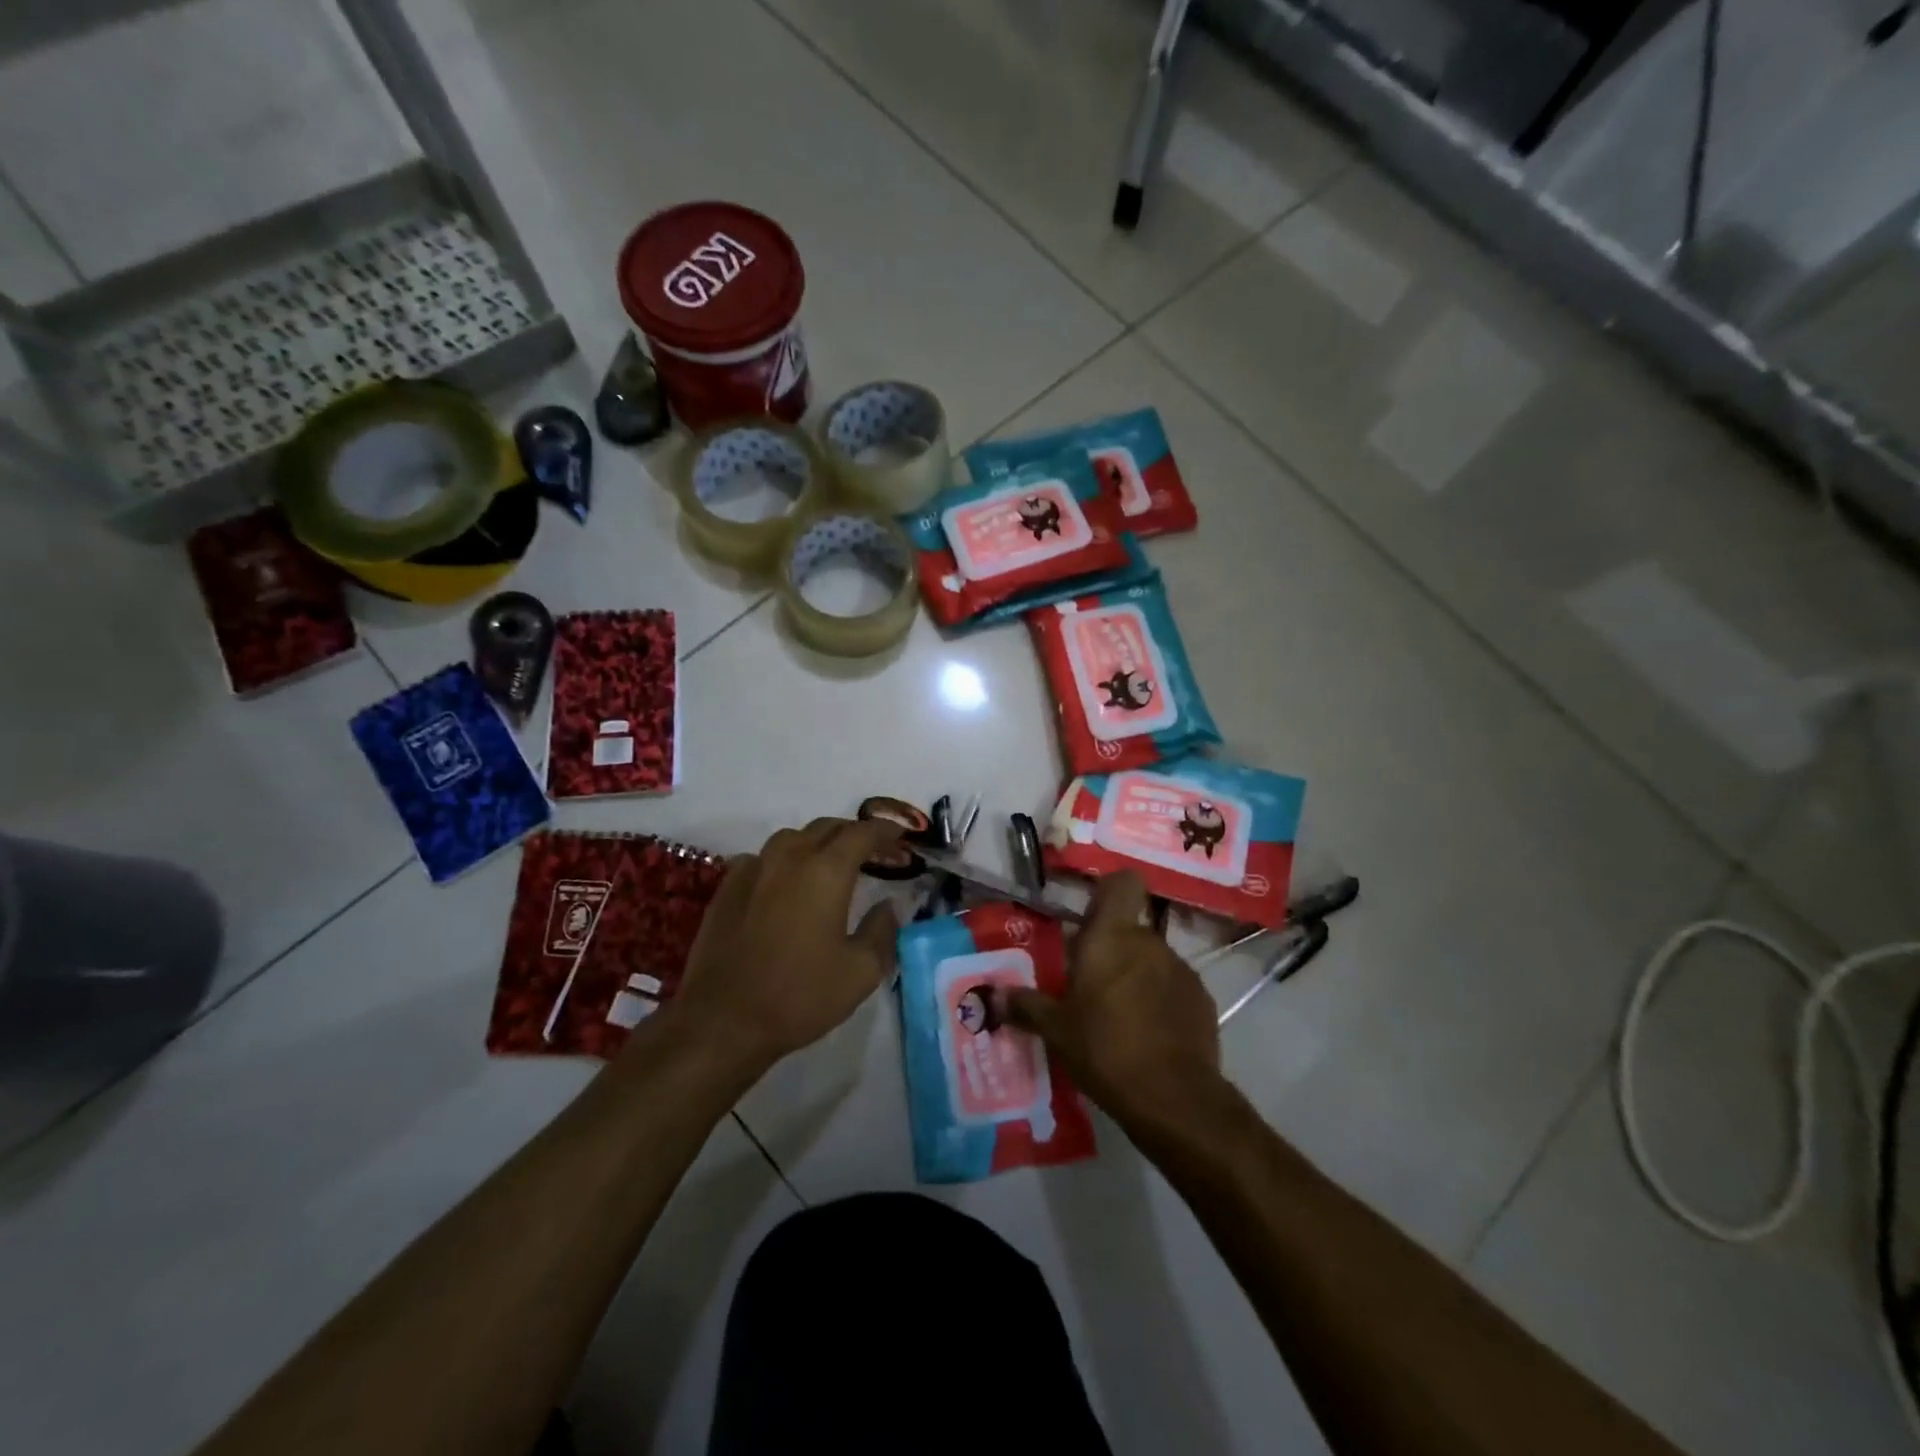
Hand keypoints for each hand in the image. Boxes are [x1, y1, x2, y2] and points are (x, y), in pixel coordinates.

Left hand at [665, 817, 902, 1075]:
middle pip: (827, 828)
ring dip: (818, 842)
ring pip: (792, 837)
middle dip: (854, 834)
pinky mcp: (727, 888)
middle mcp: (789, 858)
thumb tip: (889, 906)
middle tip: (874, 853)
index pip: (862, 834)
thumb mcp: (861, 972)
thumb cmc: (799, 996)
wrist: (722, 1021)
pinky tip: (785, 883)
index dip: (885, 831)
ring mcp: (753, 869)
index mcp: (826, 871)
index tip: (901, 837)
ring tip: (831, 863)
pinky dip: (783, 860)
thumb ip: (882, 930)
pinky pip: (762, 858)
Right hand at [993, 872, 1223, 1126]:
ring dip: (1136, 975)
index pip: (1121, 883)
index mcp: (1111, 937)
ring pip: (1151, 959)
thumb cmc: (1105, 1049)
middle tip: (1089, 983)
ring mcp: (1181, 969)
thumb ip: (1026, 1006)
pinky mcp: (1202, 999)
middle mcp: (1149, 942)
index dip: (1108, 890)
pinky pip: (1173, 986)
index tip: (1090, 914)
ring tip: (1118, 1015)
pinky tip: (1148, 1034)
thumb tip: (994, 995)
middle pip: (1129, 929)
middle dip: (1111, 949)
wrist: (1174, 1098)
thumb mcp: (1056, 1031)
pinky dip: (1160, 1000)